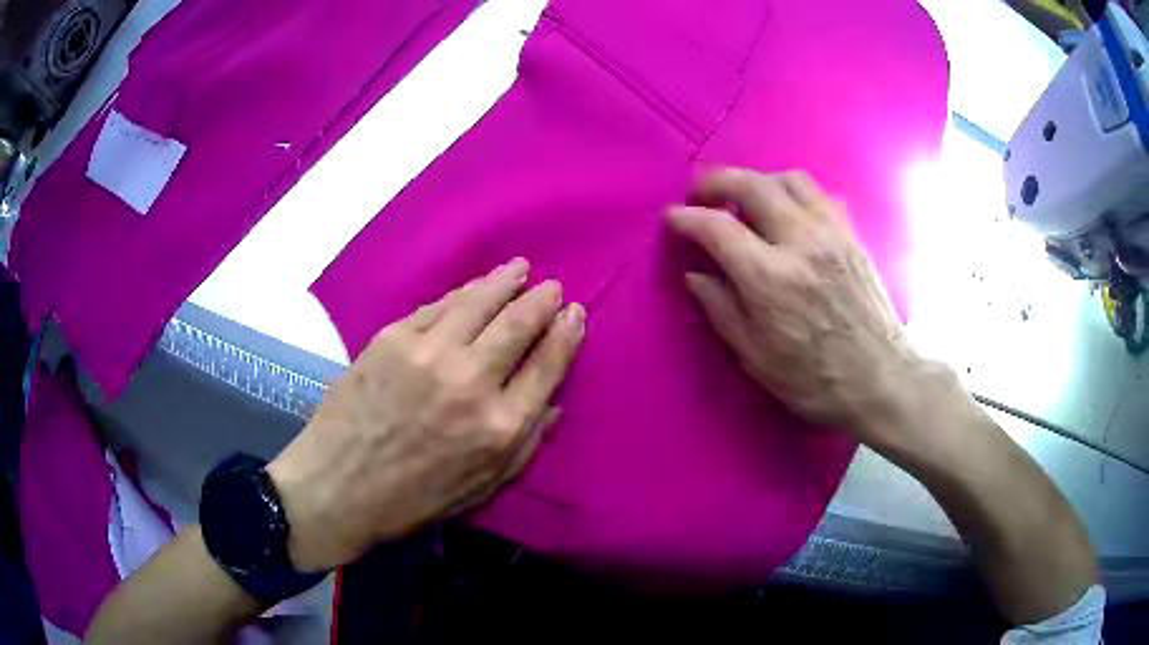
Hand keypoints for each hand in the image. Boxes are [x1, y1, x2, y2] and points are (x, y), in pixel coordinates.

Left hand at [266, 258, 584, 571]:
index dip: (567, 333)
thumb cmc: (414, 499)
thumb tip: (554, 401)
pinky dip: (463, 293)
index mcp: (500, 426)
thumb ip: (527, 444)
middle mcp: (470, 381)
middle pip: (519, 324)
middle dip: (542, 300)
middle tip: (552, 288)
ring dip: (506, 281)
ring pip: (479, 301)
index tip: (575, 313)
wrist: (338, 486)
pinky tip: (473, 287)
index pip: (548, 364)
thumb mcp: (483, 488)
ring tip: (520, 269)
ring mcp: (428, 353)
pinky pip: (438, 305)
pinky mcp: (392, 337)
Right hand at [668, 168, 942, 447]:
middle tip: (699, 195)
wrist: (881, 379)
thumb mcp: (756, 358)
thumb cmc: (815, 380)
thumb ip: (722, 310)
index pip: (718, 228)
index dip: (687, 218)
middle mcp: (801, 242)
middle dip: (715, 182)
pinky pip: (819, 193)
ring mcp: (831, 233)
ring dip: (757, 180)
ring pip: (788, 178)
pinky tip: (786, 211)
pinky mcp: (851, 234)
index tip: (672, 218)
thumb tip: (696, 274)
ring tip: (743, 199)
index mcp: (771, 279)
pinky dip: (792, 192)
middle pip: (751, 185)